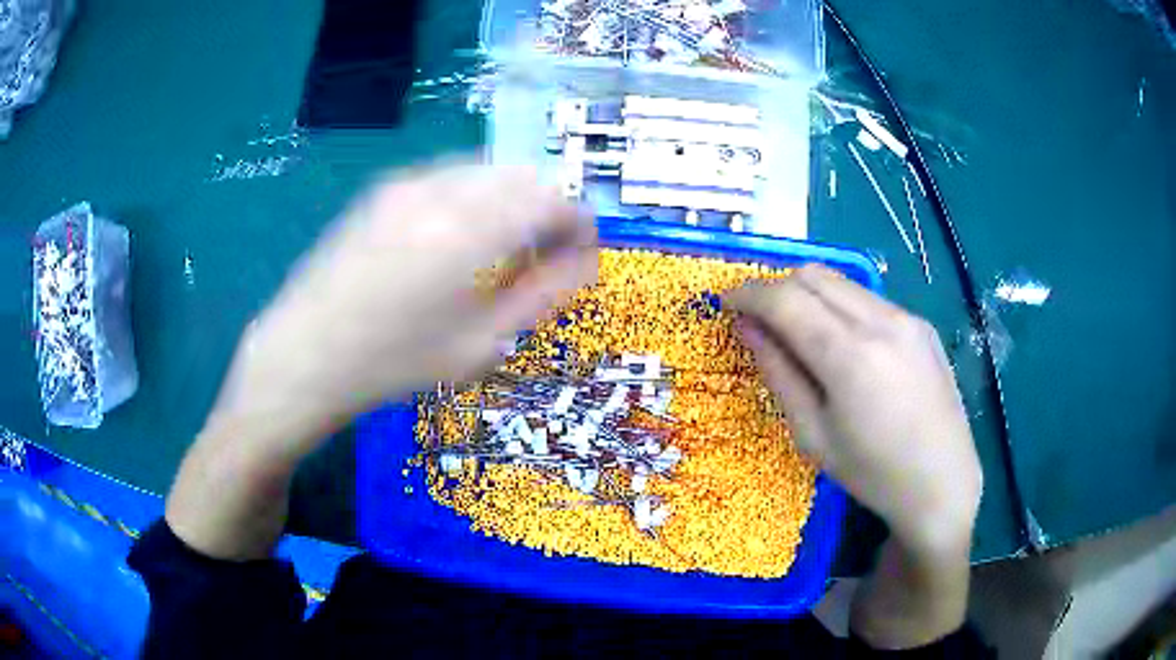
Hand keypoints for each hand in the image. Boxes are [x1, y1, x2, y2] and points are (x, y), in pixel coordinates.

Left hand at [212, 164, 597, 459]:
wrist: (303, 355)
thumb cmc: (392, 363)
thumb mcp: (478, 345)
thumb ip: (541, 296)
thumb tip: (584, 263)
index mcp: (470, 230)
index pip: (554, 200)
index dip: (581, 224)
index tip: (584, 254)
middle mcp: (442, 189)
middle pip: (524, 175)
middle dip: (549, 210)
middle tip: (546, 257)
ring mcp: (408, 183)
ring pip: (488, 171)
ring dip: (513, 201)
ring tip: (504, 251)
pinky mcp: (384, 189)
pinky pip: (451, 178)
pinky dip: (476, 198)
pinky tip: (460, 240)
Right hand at [726, 265, 981, 548]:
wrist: (943, 482)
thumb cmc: (872, 473)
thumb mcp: (813, 434)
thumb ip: (779, 373)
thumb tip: (746, 328)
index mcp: (849, 356)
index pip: (785, 299)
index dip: (747, 294)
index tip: (726, 304)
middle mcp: (880, 321)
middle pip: (812, 275)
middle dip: (776, 287)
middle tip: (759, 320)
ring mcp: (906, 318)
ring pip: (841, 281)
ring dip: (808, 294)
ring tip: (798, 330)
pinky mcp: (921, 324)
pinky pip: (868, 299)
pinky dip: (840, 306)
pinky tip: (843, 344)